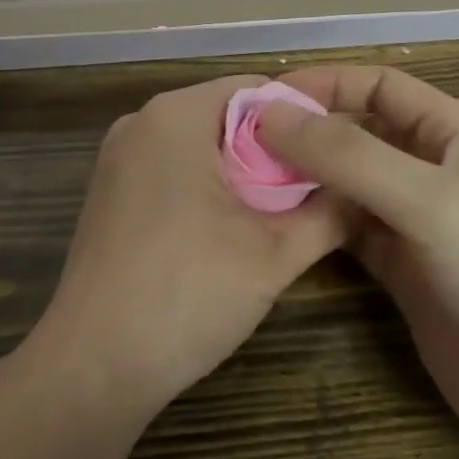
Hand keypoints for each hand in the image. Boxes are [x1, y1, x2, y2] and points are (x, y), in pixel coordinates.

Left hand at [35, 74, 350, 417]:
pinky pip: (170, 167)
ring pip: (199, 143)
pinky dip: (205, 184)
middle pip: (226, 114)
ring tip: (281, 212)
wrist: (92, 368)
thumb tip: (365, 189)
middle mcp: (141, 121)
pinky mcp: (109, 191)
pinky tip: (228, 228)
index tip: (336, 155)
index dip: (301, 118)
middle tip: (316, 189)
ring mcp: (118, 156)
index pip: (255, 89)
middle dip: (272, 148)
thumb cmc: (186, 296)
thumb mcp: (274, 254)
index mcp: (176, 115)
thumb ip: (329, 212)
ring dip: (241, 171)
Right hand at [258, 66, 458, 458]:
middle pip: (357, 131)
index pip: (378, 85)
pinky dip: (313, 222)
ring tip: (245, 181)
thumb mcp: (431, 202)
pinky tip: (276, 225)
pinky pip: (347, 231)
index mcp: (454, 134)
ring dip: (304, 178)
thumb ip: (349, 155)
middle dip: (306, 131)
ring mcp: (416, 224)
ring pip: (347, 182)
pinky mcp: (402, 273)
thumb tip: (270, 113)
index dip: (325, 83)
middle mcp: (432, 169)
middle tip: (240, 145)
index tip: (264, 98)